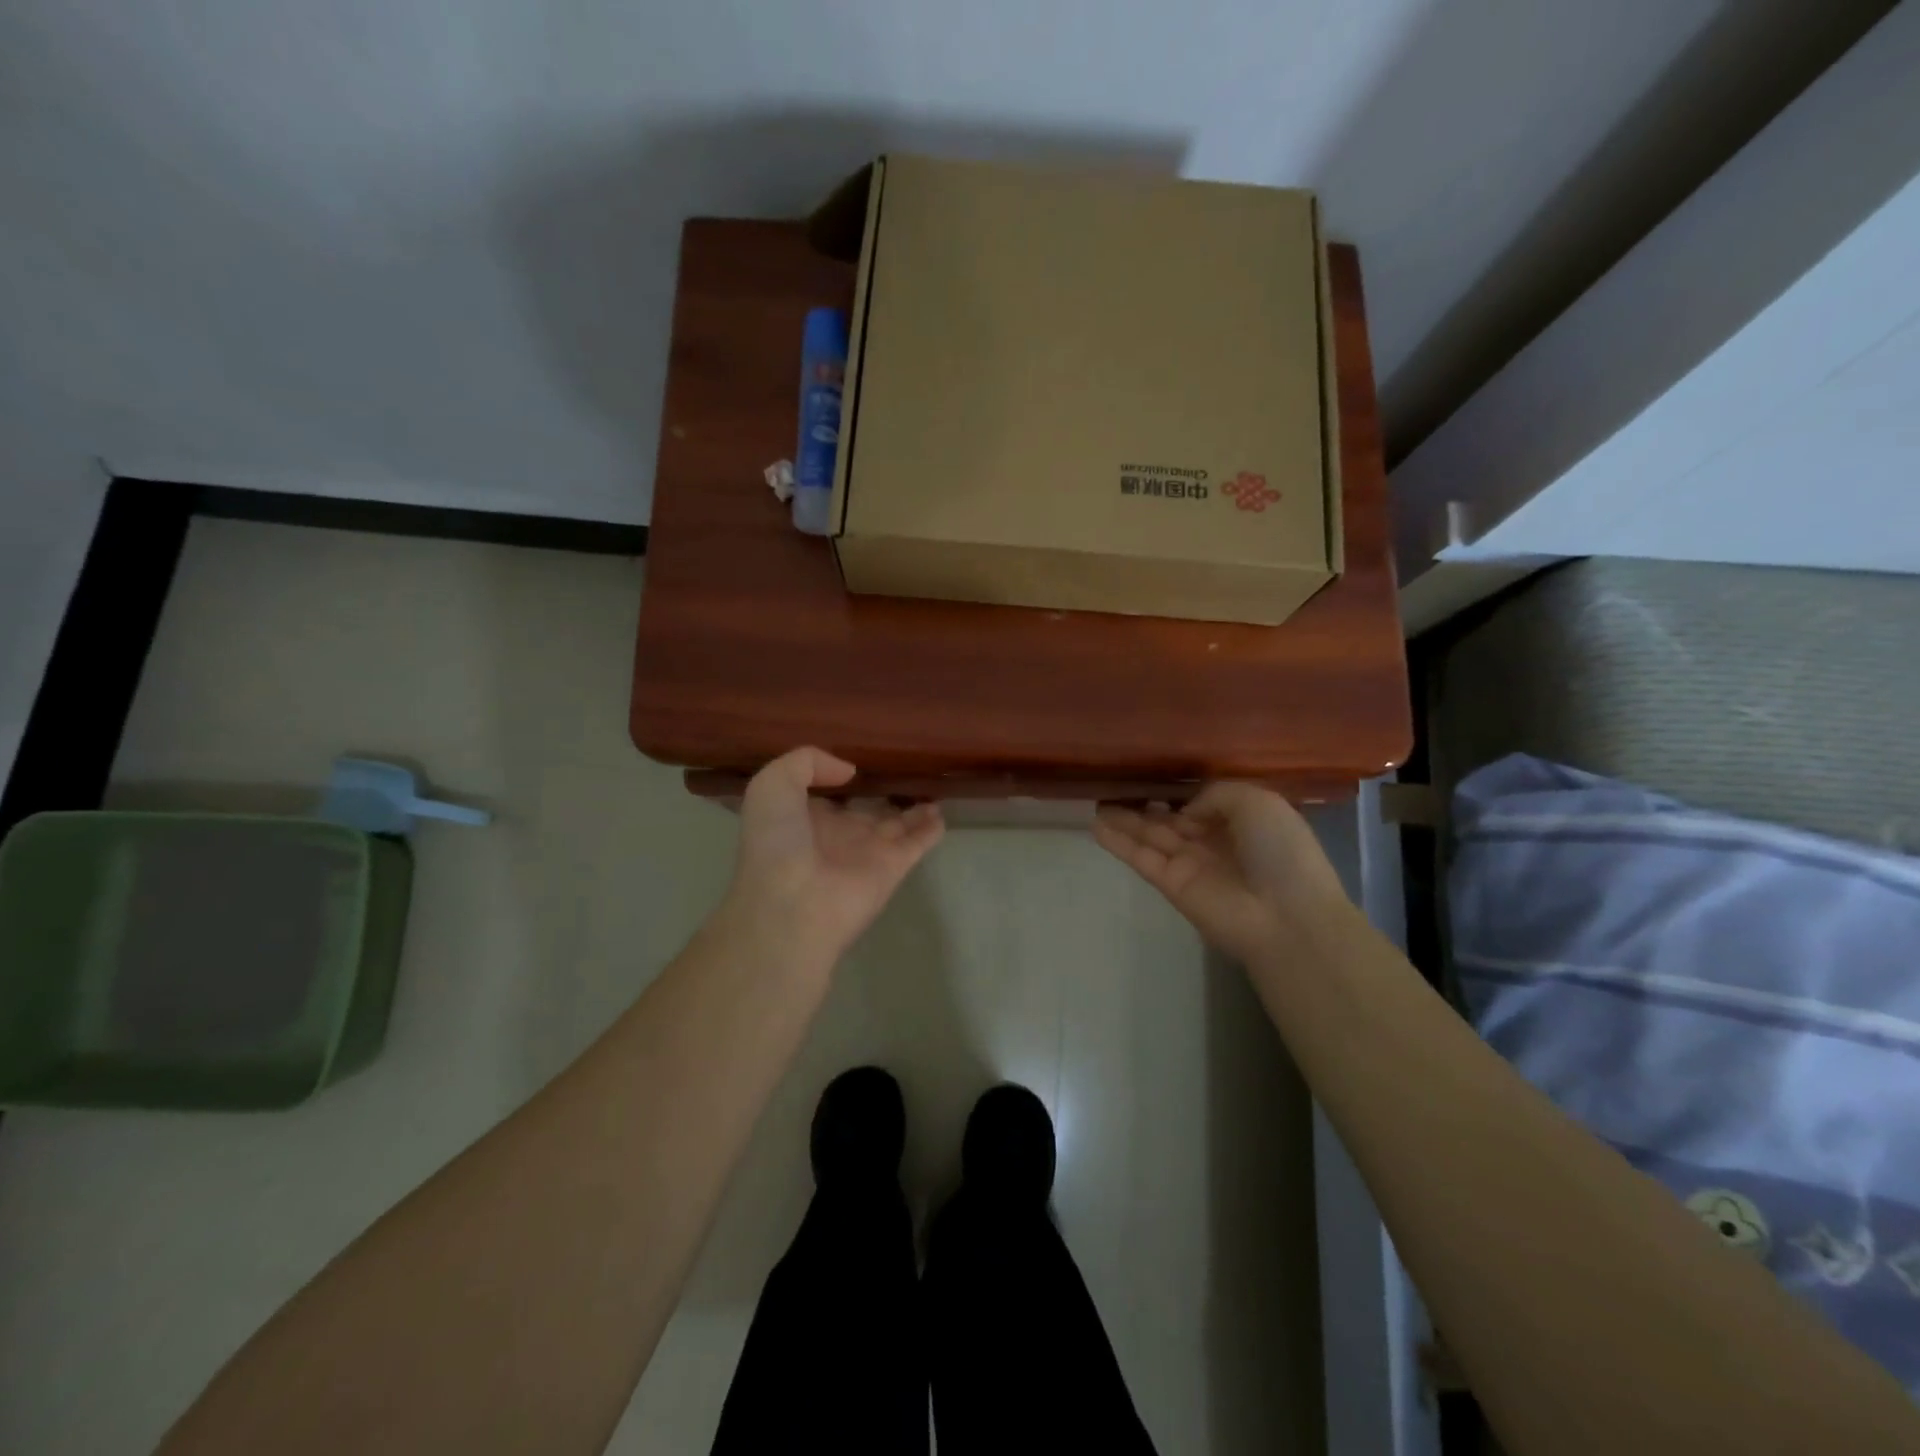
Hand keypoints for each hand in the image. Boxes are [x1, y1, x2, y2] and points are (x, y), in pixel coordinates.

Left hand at [723, 747, 944, 968]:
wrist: (793, 906)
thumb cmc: (776, 844)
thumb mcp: (772, 786)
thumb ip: (806, 763)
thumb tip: (850, 772)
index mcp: (804, 818)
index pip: (827, 795)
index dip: (840, 777)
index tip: (861, 759)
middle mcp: (838, 834)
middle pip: (866, 810)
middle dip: (882, 795)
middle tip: (906, 773)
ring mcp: (867, 852)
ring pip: (897, 824)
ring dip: (913, 811)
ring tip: (931, 791)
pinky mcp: (893, 868)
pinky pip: (918, 843)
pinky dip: (931, 829)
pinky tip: (942, 813)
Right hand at [1092, 783, 1350, 962]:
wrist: (1285, 916)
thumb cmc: (1280, 851)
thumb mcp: (1257, 802)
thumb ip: (1216, 794)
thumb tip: (1186, 811)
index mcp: (1243, 822)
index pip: (1204, 804)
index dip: (1180, 792)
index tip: (1153, 775)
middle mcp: (1214, 842)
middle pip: (1172, 821)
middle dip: (1146, 806)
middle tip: (1114, 788)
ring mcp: (1190, 865)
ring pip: (1151, 837)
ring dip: (1125, 821)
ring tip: (1096, 803)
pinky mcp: (1171, 885)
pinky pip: (1141, 858)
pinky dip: (1119, 843)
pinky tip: (1096, 825)